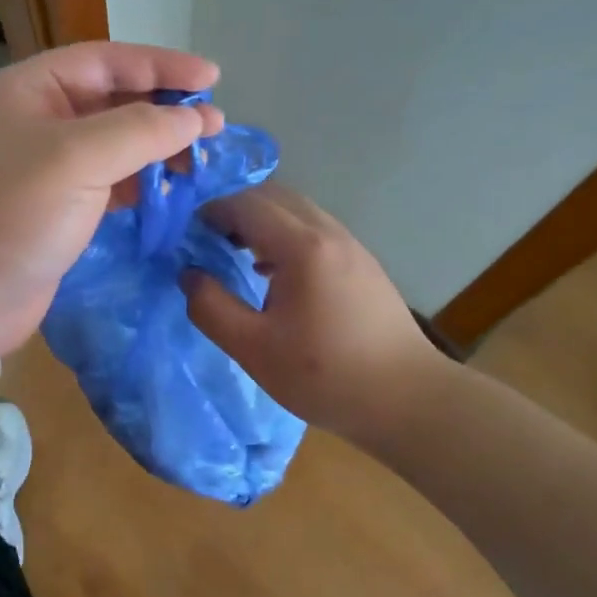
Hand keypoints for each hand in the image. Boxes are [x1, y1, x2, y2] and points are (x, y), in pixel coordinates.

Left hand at [0, 43, 223, 353]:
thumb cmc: (12, 215)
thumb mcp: (77, 159)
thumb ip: (141, 130)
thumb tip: (195, 117)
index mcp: (27, 90)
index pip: (104, 60)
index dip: (160, 65)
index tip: (212, 78)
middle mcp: (35, 120)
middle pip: (111, 99)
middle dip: (163, 107)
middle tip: (215, 123)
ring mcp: (44, 167)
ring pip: (113, 142)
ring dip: (156, 146)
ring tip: (202, 156)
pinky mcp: (56, 207)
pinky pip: (108, 180)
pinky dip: (140, 180)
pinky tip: (171, 187)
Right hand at [184, 184, 450, 437]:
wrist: (408, 399)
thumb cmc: (325, 375)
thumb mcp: (254, 348)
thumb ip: (211, 308)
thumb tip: (188, 274)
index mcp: (302, 247)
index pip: (248, 205)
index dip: (213, 212)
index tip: (188, 234)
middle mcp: (328, 233)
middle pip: (274, 196)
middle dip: (236, 209)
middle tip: (210, 240)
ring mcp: (351, 245)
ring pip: (297, 210)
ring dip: (262, 220)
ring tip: (238, 254)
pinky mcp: (362, 263)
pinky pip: (315, 229)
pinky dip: (286, 234)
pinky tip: (275, 273)